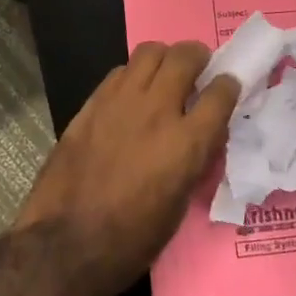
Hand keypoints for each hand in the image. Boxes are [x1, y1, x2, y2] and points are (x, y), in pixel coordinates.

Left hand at [19, 42, 239, 294]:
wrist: (66, 242)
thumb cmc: (132, 240)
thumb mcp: (179, 205)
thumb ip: (193, 161)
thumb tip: (200, 138)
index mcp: (187, 143)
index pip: (221, 93)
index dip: (229, 85)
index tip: (228, 86)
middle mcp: (157, 111)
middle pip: (185, 57)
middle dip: (198, 57)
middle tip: (198, 68)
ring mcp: (120, 102)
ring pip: (149, 53)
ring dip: (164, 58)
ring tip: (165, 73)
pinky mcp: (90, 104)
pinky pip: (119, 72)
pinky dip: (133, 75)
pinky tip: (131, 93)